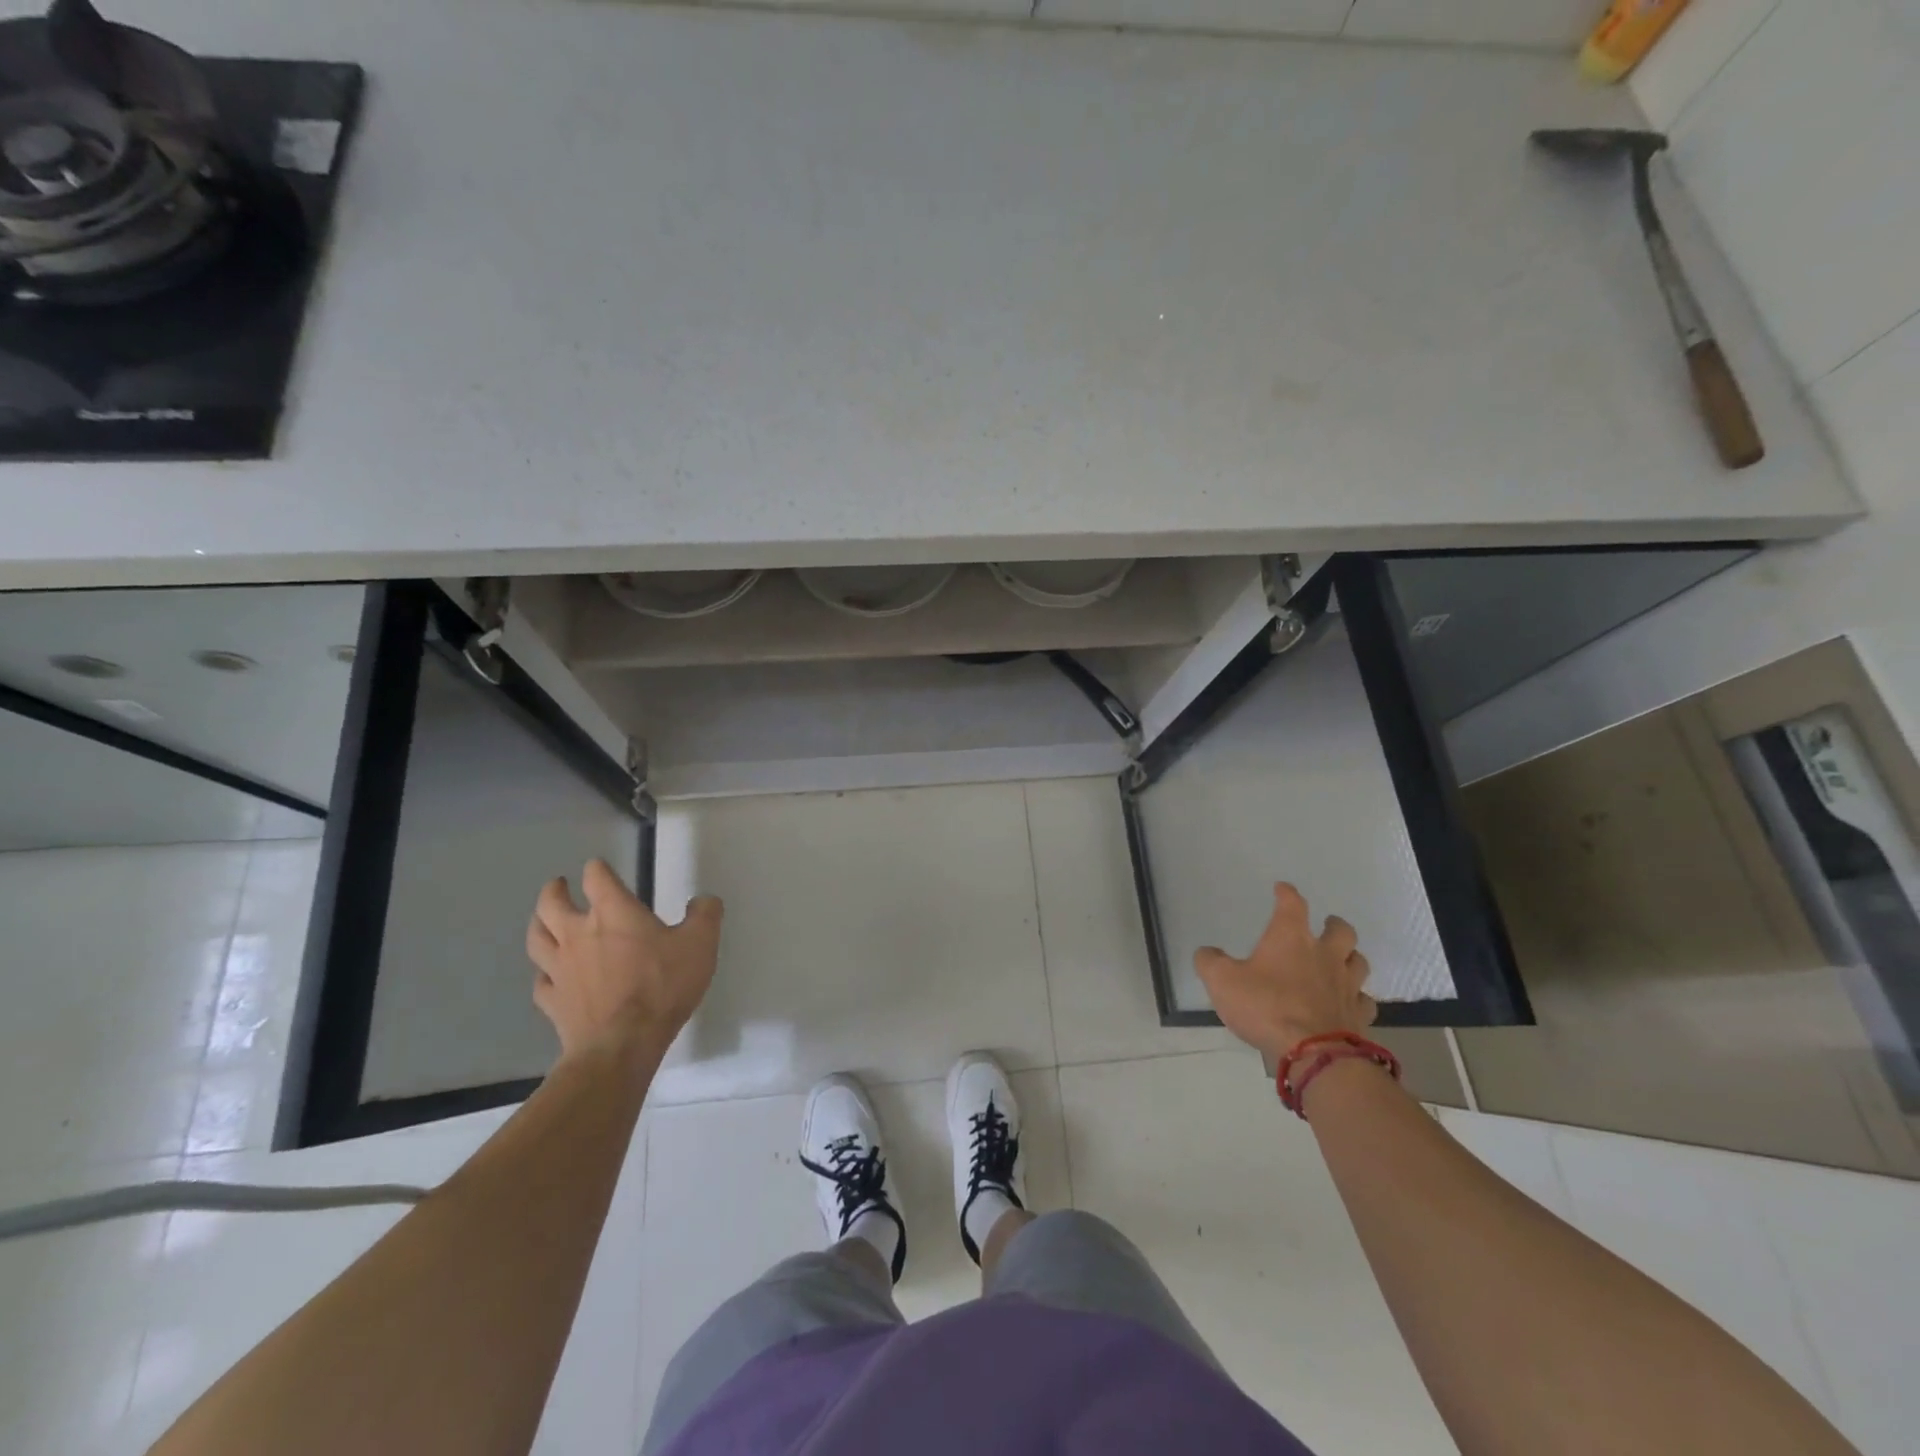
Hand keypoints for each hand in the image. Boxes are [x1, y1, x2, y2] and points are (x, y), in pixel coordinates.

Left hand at [526, 858, 723, 1062]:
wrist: (622, 1044)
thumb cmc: (661, 986)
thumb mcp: (700, 944)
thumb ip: (705, 915)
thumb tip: (704, 900)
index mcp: (613, 912)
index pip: (597, 877)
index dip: (598, 868)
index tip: (600, 867)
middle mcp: (578, 934)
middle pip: (551, 904)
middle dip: (554, 892)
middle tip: (558, 886)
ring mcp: (560, 969)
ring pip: (537, 938)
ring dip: (539, 924)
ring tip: (543, 920)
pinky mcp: (553, 1001)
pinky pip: (541, 981)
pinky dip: (544, 973)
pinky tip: (550, 976)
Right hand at [1194, 883, 1375, 1061]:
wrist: (1314, 1053)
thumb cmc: (1266, 1007)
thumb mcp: (1222, 981)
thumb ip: (1210, 962)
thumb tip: (1207, 952)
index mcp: (1291, 938)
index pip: (1292, 904)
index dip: (1286, 893)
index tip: (1282, 888)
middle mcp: (1324, 955)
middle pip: (1341, 931)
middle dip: (1333, 925)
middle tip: (1326, 926)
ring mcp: (1347, 985)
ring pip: (1359, 961)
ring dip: (1350, 957)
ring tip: (1341, 961)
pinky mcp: (1359, 1015)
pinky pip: (1364, 1000)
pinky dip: (1357, 997)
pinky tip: (1348, 1002)